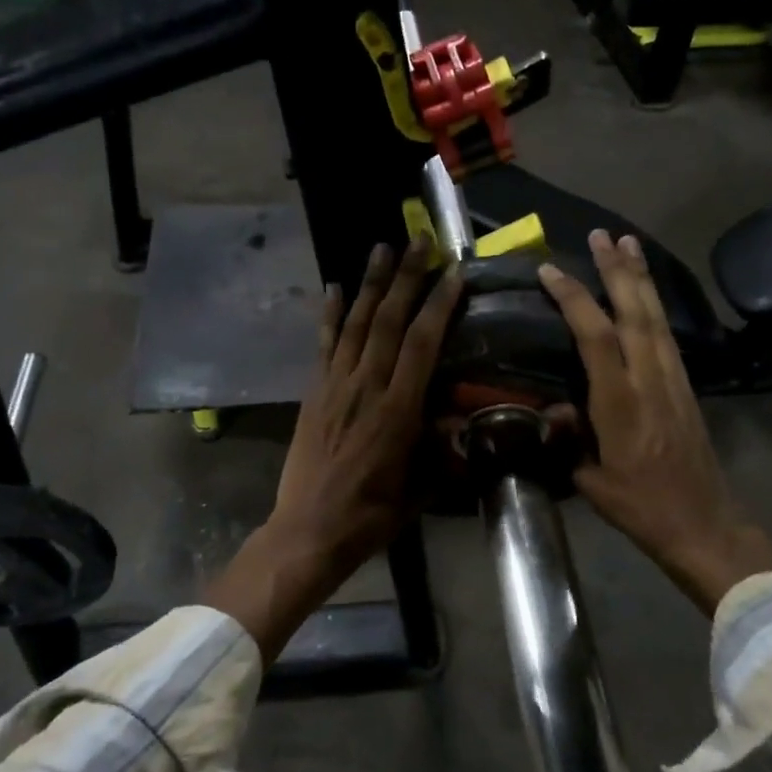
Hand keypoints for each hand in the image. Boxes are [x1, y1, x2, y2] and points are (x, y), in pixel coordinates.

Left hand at [204, 240, 463, 660]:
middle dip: (407, 277)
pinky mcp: (315, 391)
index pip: (422, 343)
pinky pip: (325, 344)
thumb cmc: (371, 515)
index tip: (454, 273)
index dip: (439, 304)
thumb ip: (443, 451)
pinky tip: (335, 287)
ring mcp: (335, 385)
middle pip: (389, 321)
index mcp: (397, 410)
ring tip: (383, 248)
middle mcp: (366, 387)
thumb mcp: (420, 489)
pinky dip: (331, 314)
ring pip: (357, 324)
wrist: (308, 531)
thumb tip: (464, 423)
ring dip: (371, 284)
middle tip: (420, 241)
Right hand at [538, 231, 771, 612]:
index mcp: (620, 402)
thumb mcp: (591, 480)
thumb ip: (568, 439)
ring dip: (640, 279)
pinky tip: (646, 294)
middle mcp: (650, 380)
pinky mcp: (685, 386)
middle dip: (617, 270)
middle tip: (602, 235)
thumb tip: (552, 410)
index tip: (549, 271)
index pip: (595, 336)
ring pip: (655, 317)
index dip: (574, 299)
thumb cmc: (641, 507)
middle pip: (634, 312)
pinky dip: (654, 305)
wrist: (704, 524)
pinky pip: (666, 334)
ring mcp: (673, 380)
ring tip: (628, 244)